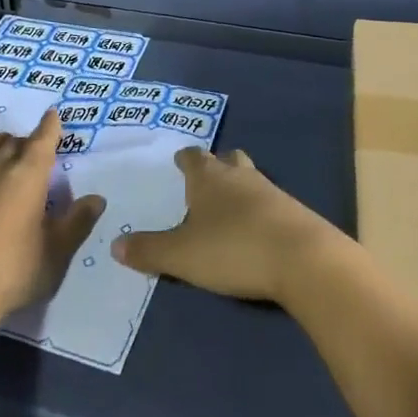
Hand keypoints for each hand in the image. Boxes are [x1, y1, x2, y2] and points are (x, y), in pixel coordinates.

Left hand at [0, 109, 105, 318]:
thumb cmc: (12, 274)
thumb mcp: (56, 254)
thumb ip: (78, 223)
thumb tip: (97, 198)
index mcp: (27, 177)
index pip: (42, 142)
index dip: (49, 127)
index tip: (52, 116)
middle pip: (11, 142)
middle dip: (24, 141)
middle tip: (30, 152)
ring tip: (0, 144)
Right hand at [111, 147, 338, 303]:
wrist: (302, 259)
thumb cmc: (233, 248)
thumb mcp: (182, 255)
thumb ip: (149, 250)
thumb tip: (115, 245)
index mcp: (209, 178)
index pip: (193, 158)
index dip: (185, 159)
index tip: (179, 160)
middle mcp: (239, 176)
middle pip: (228, 160)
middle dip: (216, 166)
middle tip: (206, 179)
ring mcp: (270, 191)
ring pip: (250, 178)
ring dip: (240, 187)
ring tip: (229, 207)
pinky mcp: (294, 212)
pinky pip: (270, 202)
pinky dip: (260, 210)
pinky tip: (256, 230)